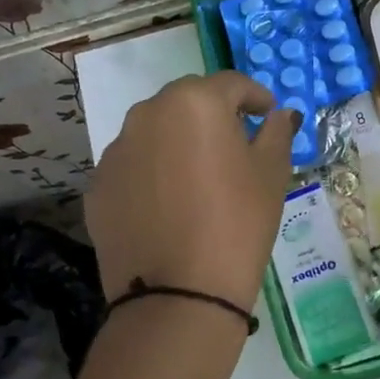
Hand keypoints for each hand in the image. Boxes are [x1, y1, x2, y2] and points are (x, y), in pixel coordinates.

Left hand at [85, 71, 298, 309]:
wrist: (178, 295)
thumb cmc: (237, 223)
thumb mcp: (271, 174)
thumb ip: (277, 133)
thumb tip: (281, 114)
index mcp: (195, 102)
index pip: (231, 83)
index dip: (255, 96)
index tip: (268, 114)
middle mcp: (148, 113)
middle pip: (188, 100)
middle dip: (213, 113)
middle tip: (236, 142)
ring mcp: (116, 150)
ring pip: (155, 130)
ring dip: (179, 140)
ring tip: (199, 174)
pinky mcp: (98, 185)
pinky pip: (134, 165)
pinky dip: (153, 171)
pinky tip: (169, 203)